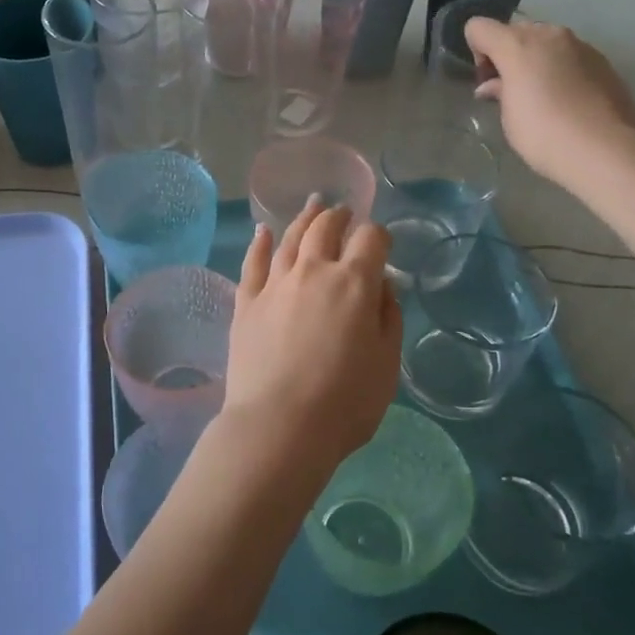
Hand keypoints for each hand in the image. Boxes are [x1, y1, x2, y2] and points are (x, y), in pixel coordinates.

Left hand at [216, 199, 402, 489]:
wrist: (279, 426)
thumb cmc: (345, 402)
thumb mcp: (387, 364)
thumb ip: (388, 317)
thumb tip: (382, 285)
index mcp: (353, 282)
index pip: (370, 239)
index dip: (379, 236)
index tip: (381, 245)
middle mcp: (313, 271)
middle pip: (325, 228)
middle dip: (339, 216)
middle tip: (343, 213)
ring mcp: (275, 284)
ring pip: (290, 237)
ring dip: (304, 219)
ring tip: (312, 208)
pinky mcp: (246, 302)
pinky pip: (254, 262)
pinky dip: (260, 242)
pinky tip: (263, 231)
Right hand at [465, 17, 634, 189]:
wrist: (604, 150)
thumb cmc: (543, 134)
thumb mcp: (509, 116)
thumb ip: (499, 91)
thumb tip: (493, 85)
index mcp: (518, 45)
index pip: (479, 27)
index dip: (477, 52)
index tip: (488, 81)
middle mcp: (549, 35)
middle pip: (515, 31)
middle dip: (508, 54)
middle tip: (512, 89)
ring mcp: (580, 45)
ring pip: (546, 41)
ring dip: (537, 60)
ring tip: (544, 96)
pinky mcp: (603, 61)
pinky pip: (571, 56)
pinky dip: (562, 70)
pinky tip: (569, 101)